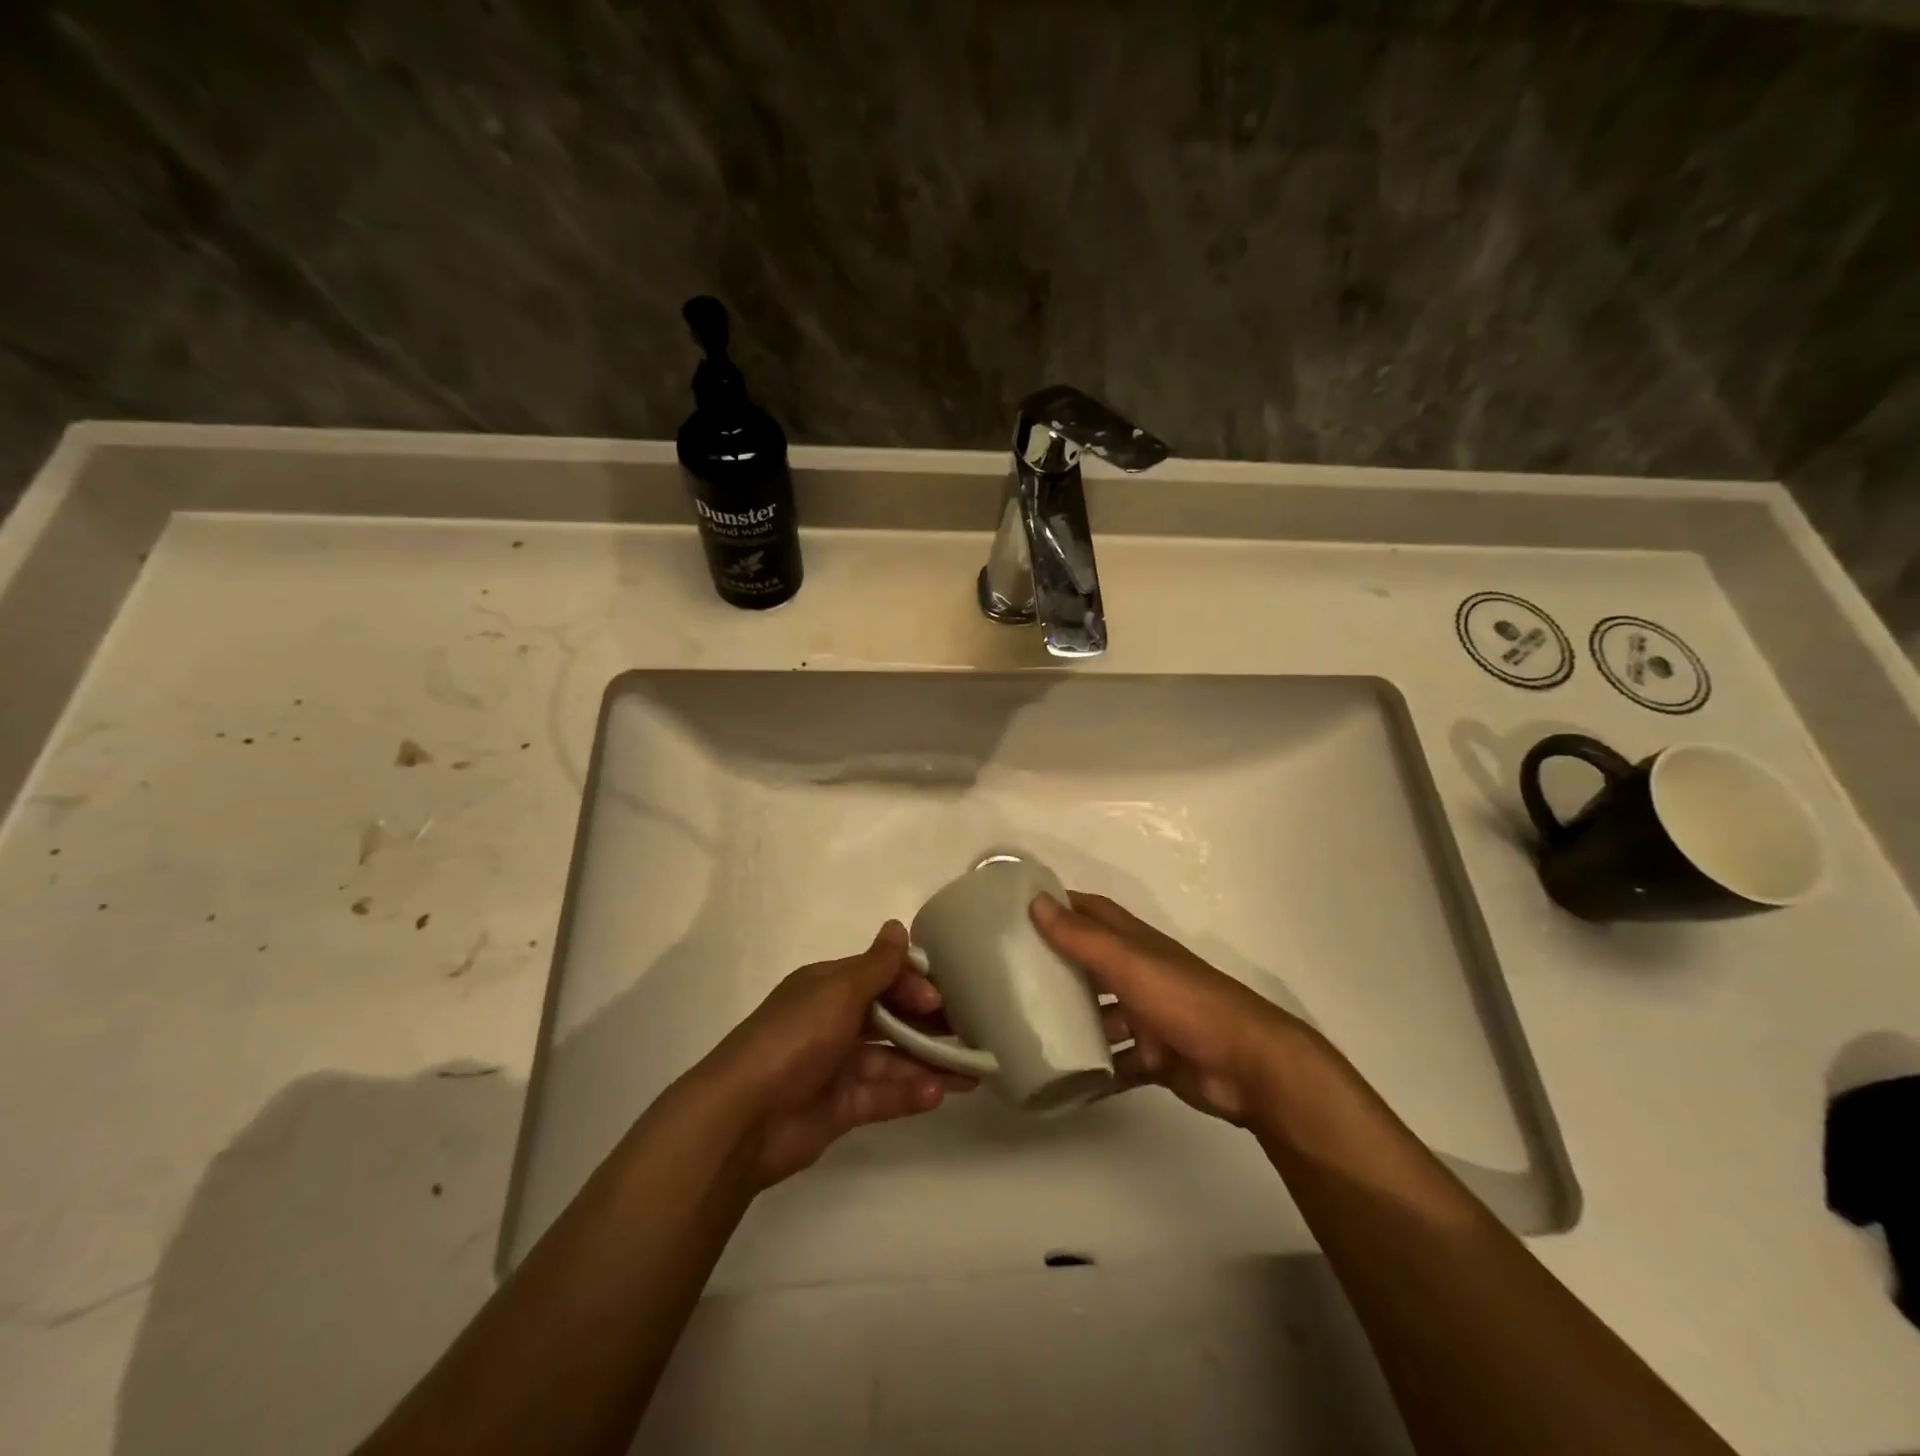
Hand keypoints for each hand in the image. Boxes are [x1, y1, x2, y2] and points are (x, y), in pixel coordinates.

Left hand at [696, 921, 975, 1187]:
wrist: (742, 1117)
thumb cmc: (794, 1039)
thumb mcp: (838, 992)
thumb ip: (876, 966)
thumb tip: (898, 926)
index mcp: (828, 988)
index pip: (880, 977)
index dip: (912, 984)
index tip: (942, 998)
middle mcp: (833, 1022)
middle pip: (890, 1018)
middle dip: (929, 1024)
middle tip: (972, 1031)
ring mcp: (836, 1067)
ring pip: (892, 1060)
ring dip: (928, 1063)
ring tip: (971, 1072)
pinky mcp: (840, 1108)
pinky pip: (882, 1096)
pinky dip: (909, 1094)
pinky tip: (939, 1094)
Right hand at [1032, 891, 1309, 1126]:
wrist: (1248, 1067)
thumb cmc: (1185, 1002)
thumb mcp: (1129, 964)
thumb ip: (1082, 938)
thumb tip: (1036, 901)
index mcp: (1137, 944)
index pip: (1093, 912)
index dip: (1061, 905)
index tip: (1018, 909)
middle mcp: (1142, 974)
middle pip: (1093, 963)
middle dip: (1058, 966)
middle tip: (1009, 975)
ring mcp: (1150, 1017)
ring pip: (1102, 1015)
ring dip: (1073, 1020)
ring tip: (1027, 1028)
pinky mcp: (1156, 1058)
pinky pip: (1117, 1061)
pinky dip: (1095, 1068)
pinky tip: (1061, 1076)